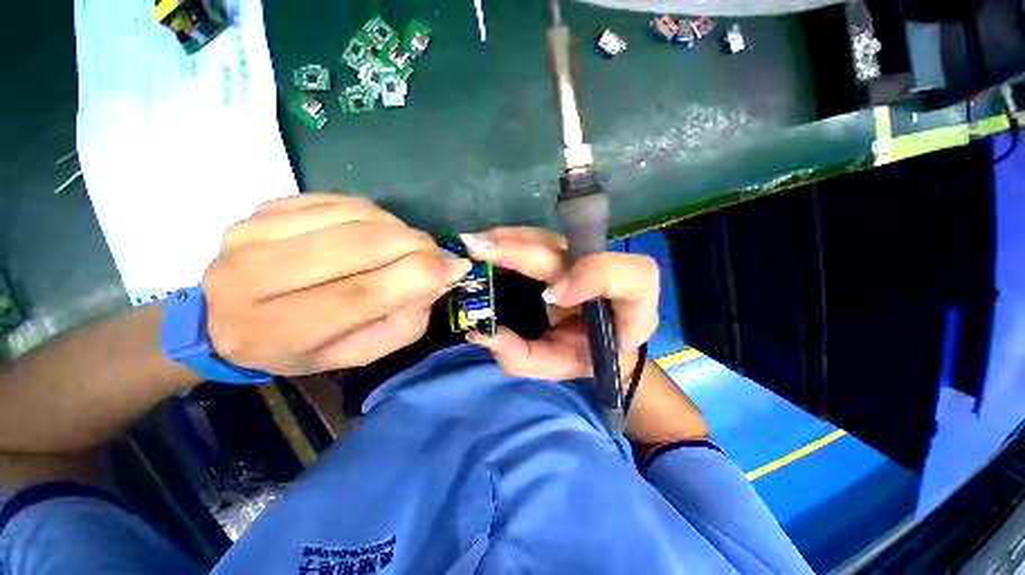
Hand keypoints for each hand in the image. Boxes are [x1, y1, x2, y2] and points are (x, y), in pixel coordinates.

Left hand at [202, 194, 471, 374]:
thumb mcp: (357, 354)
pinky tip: (376, 229)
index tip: (456, 266)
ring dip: (396, 227)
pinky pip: (336, 199)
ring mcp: (251, 235)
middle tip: (435, 253)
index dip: (419, 275)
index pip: (362, 294)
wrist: (225, 322)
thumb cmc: (299, 348)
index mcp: (279, 332)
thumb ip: (402, 324)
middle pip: (358, 246)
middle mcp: (253, 279)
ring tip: (406, 244)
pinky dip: (372, 212)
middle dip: (414, 245)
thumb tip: (438, 280)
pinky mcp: (260, 209)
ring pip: (352, 216)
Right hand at [461, 227, 658, 380]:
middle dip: (526, 250)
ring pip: (555, 239)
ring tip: (477, 244)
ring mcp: (588, 258)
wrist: (603, 341)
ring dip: (513, 239)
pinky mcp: (568, 252)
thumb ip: (524, 358)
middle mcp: (614, 274)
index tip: (549, 297)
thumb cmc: (587, 356)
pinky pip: (542, 239)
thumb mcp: (559, 366)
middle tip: (480, 250)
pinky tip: (490, 243)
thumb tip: (483, 333)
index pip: (630, 278)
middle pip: (576, 250)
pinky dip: (514, 239)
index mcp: (632, 308)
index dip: (589, 278)